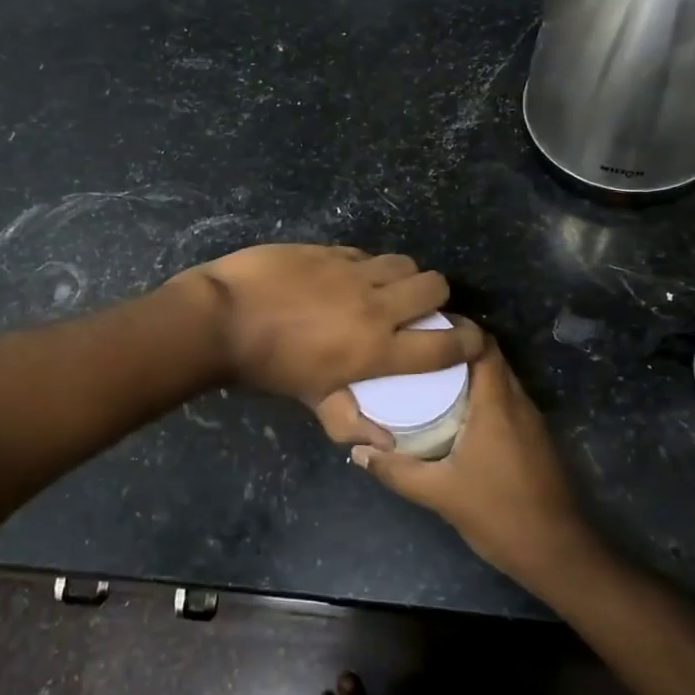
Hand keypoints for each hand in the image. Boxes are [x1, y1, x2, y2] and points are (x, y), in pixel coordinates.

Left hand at [175, 245, 482, 403]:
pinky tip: (345, 276)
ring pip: (402, 262)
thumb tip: (384, 444)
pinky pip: (363, 253)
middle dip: (436, 296)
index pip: (444, 345)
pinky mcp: (328, 249)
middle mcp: (376, 305)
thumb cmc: (266, 367)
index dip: (468, 341)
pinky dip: (365, 265)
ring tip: (384, 287)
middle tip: (419, 307)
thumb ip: (349, 420)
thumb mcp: (310, 399)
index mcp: (377, 348)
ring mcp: (352, 271)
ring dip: (402, 275)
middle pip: (434, 286)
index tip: (471, 339)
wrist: (222, 318)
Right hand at [333, 340, 597, 586]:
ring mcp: (531, 422)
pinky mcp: (534, 440)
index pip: (483, 345)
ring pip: (498, 380)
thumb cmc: (501, 515)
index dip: (457, 329)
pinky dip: (480, 396)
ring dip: (468, 374)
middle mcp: (518, 403)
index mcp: (497, 404)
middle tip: (415, 353)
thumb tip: (358, 452)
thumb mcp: (440, 494)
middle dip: (455, 350)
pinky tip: (453, 413)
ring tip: (426, 378)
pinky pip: (504, 401)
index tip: (423, 328)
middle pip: (490, 358)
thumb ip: (397, 471)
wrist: (560, 555)